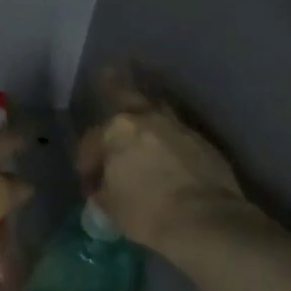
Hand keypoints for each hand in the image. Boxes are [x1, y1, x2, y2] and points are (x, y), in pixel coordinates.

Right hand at [76, 78, 244, 252]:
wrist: (204, 220)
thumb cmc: (147, 212)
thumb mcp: (111, 206)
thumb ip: (104, 189)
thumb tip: (104, 187)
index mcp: (117, 131)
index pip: (92, 140)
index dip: (86, 160)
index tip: (88, 180)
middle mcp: (148, 119)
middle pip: (126, 94)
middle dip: (114, 83)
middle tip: (108, 69)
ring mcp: (178, 127)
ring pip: (157, 107)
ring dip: (147, 106)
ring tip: (142, 104)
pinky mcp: (203, 142)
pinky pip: (178, 130)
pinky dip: (168, 133)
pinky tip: (167, 142)